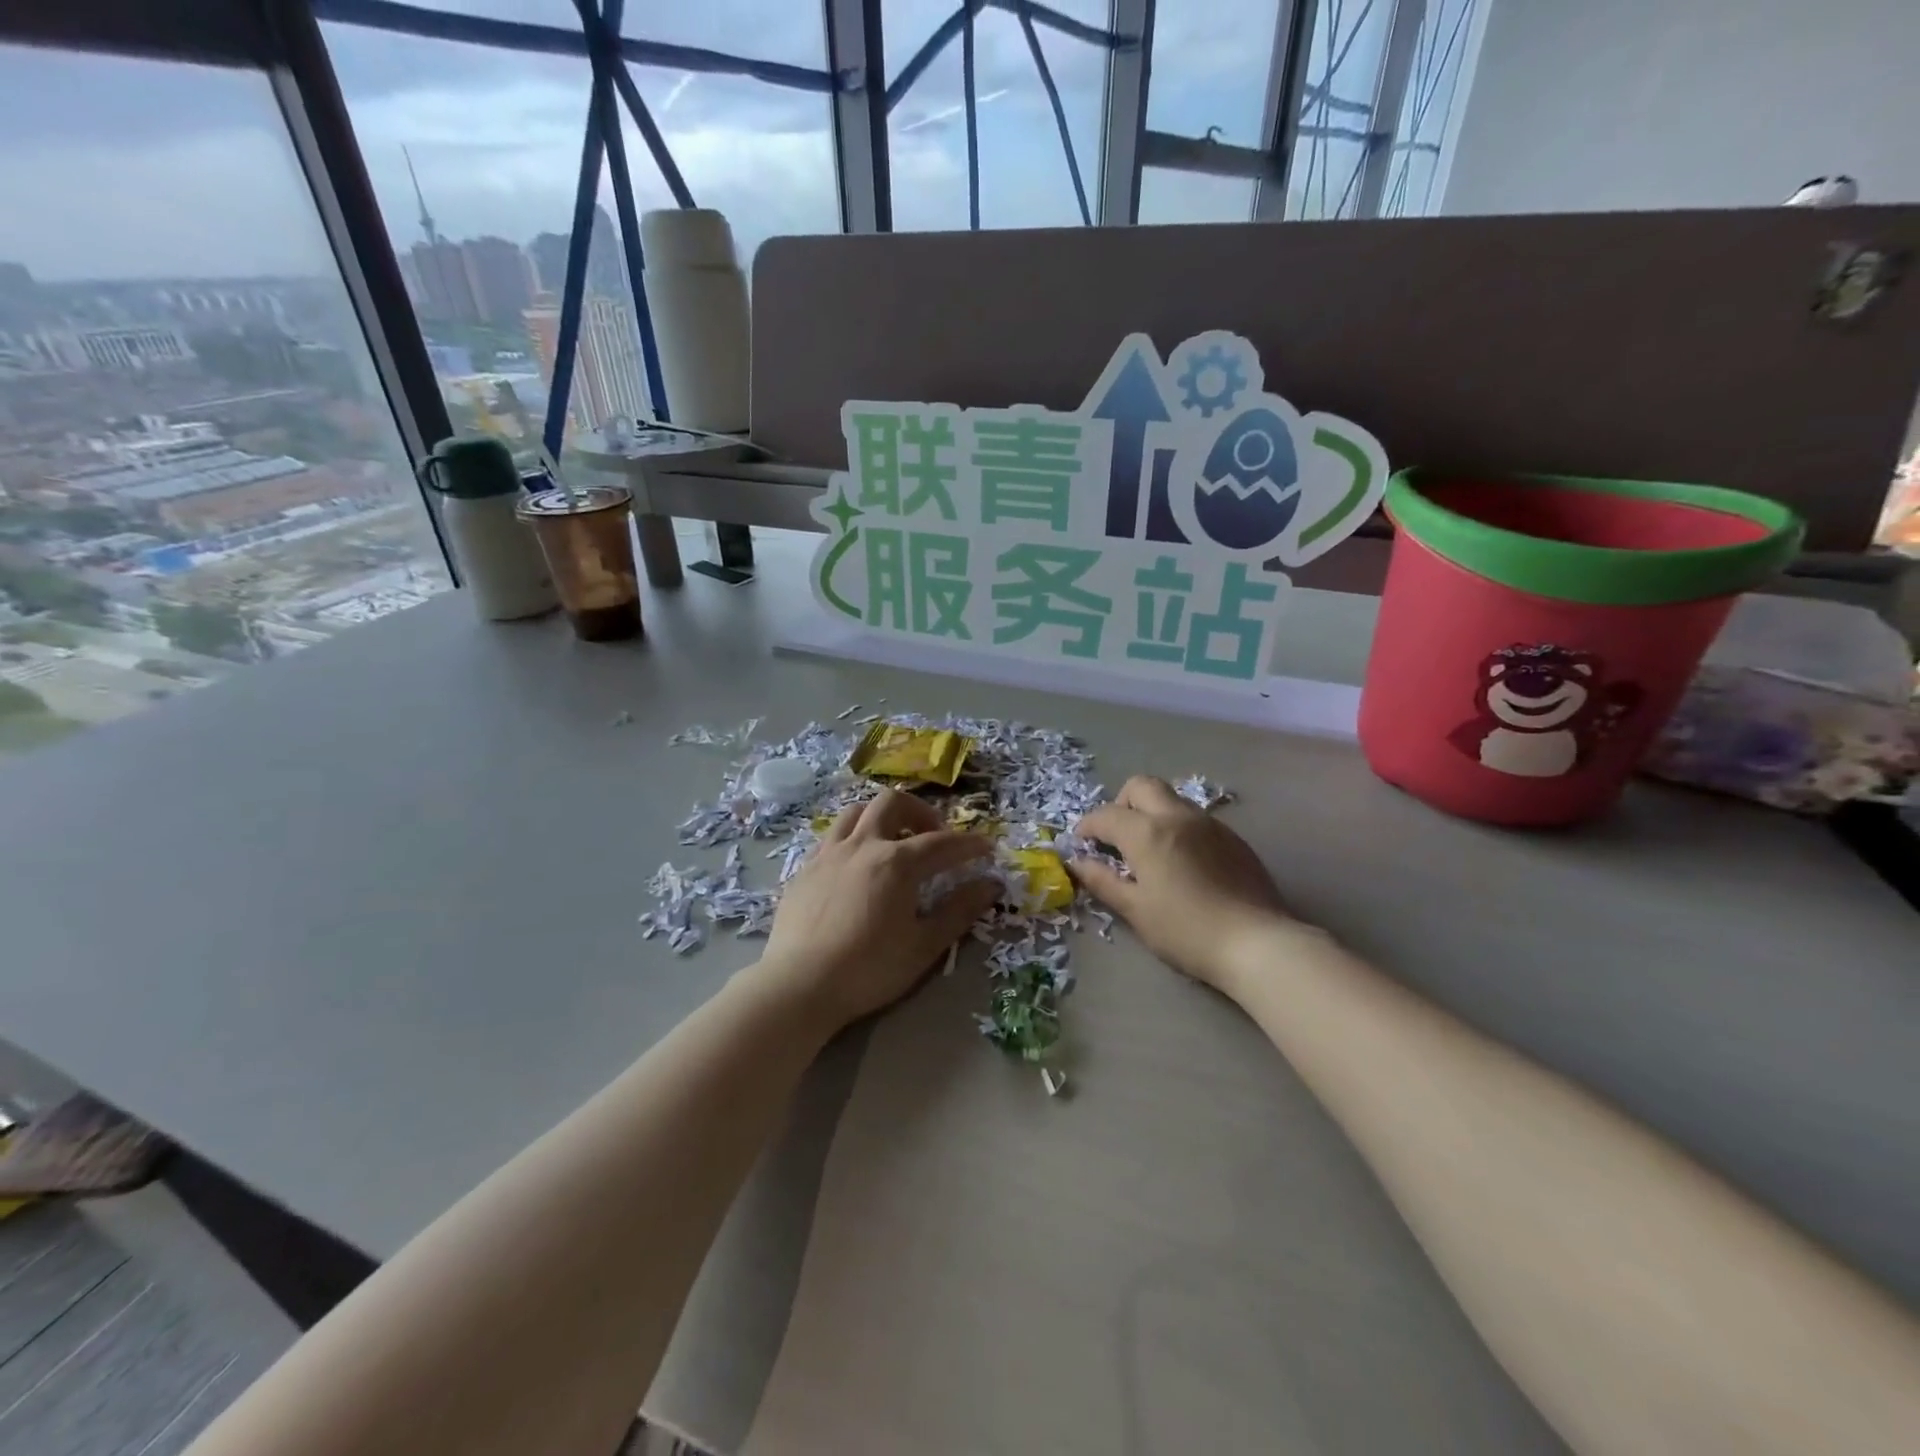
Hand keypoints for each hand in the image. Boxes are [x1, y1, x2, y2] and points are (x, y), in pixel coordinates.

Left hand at [759, 789, 999, 1032]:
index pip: (943, 843)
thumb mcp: (924, 945)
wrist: (799, 985)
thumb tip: (990, 885)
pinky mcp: (805, 868)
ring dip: (882, 817)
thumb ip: (960, 910)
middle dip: (920, 812)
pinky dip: (853, 837)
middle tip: (933, 837)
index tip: (987, 847)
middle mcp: (863, 845)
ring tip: (893, 842)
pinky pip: (833, 835)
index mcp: (897, 862)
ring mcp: (829, 853)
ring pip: (857, 811)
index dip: (969, 844)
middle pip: (893, 803)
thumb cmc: (869, 968)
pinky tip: (857, 865)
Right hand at [1071, 775, 1294, 997]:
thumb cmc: (1186, 930)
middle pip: (1141, 786)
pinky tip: (1183, 863)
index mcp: (1147, 832)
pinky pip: (1195, 818)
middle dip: (1121, 803)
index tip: (1081, 845)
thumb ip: (1102, 881)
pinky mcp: (1233, 838)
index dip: (1087, 827)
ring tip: (1150, 851)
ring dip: (1151, 813)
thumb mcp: (1135, 910)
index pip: (1106, 815)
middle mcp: (1178, 816)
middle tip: (1116, 837)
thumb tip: (1076, 862)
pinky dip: (1178, 828)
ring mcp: (1210, 824)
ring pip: (1171, 799)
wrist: (1257, 943)